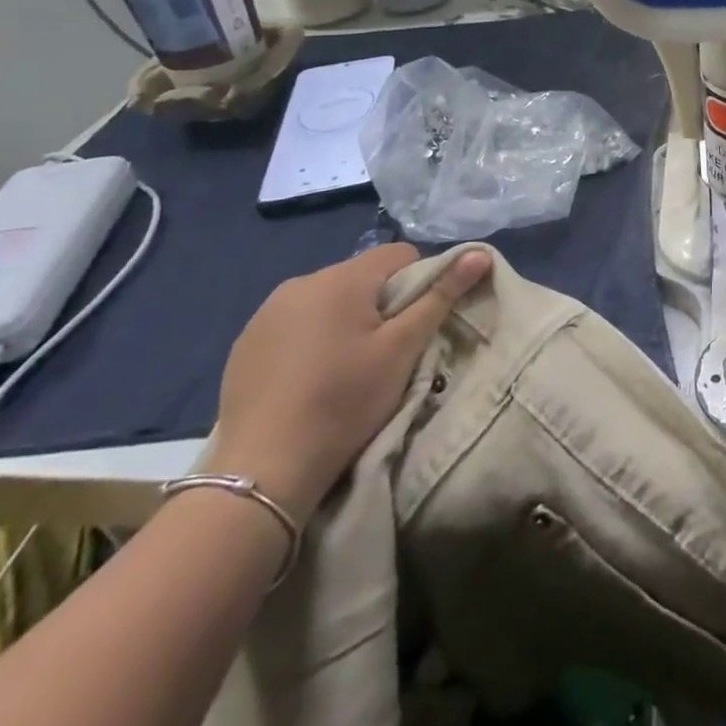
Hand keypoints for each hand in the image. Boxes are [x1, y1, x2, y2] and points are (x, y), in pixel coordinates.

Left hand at [208, 243, 491, 518]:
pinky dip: (311, 338)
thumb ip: (440, 296)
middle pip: (362, 276)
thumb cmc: (344, 402)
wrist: (263, 471)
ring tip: (346, 368)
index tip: (414, 327)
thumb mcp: (402, 350)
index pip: (400, 254)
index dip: (419, 283)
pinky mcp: (246, 341)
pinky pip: (295, 322)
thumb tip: (479, 254)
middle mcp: (301, 281)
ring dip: (345, 319)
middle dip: (381, 304)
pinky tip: (309, 378)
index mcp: (342, 278)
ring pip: (328, 299)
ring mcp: (267, 311)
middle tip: (384, 353)